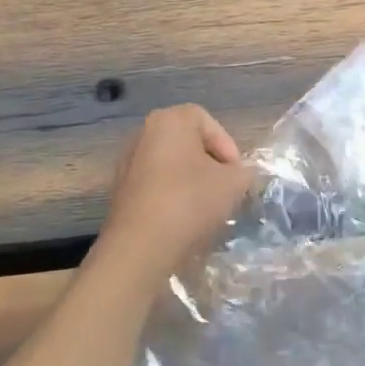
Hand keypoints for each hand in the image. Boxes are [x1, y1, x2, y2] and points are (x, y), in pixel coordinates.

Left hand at [96, 105, 251, 285]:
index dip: (227, 145)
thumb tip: (241, 174)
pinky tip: (182, 217)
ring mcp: (127, 161)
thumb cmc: (190, 201)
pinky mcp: (120, 189)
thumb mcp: (234, 184)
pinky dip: (172, 194)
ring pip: (171, 164)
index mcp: (170, 121)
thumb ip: (244, 172)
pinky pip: (155, 183)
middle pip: (187, 142)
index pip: (206, 121)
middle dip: (210, 163)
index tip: (236, 172)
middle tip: (225, 187)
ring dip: (191, 179)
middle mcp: (143, 133)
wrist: (141, 244)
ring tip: (206, 205)